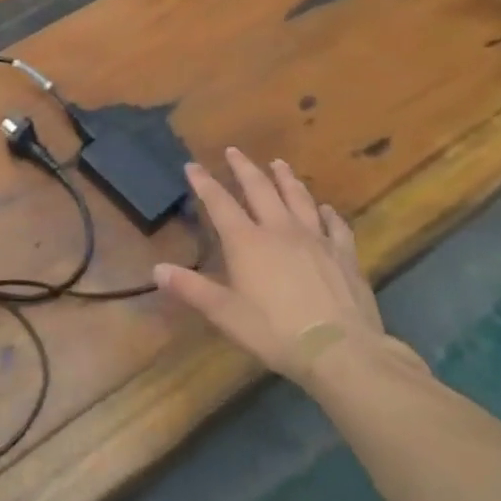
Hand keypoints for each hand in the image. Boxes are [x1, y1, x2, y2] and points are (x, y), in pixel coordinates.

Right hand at [155, 148, 395, 389]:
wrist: (341, 350)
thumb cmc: (275, 332)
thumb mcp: (225, 314)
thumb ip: (191, 289)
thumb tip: (156, 269)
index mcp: (247, 241)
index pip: (220, 203)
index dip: (204, 183)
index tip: (192, 165)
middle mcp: (279, 230)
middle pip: (260, 189)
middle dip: (244, 168)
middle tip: (235, 151)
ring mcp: (315, 239)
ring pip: (298, 198)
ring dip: (286, 179)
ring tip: (279, 164)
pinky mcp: (344, 255)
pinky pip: (335, 226)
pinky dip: (328, 214)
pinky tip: (326, 209)